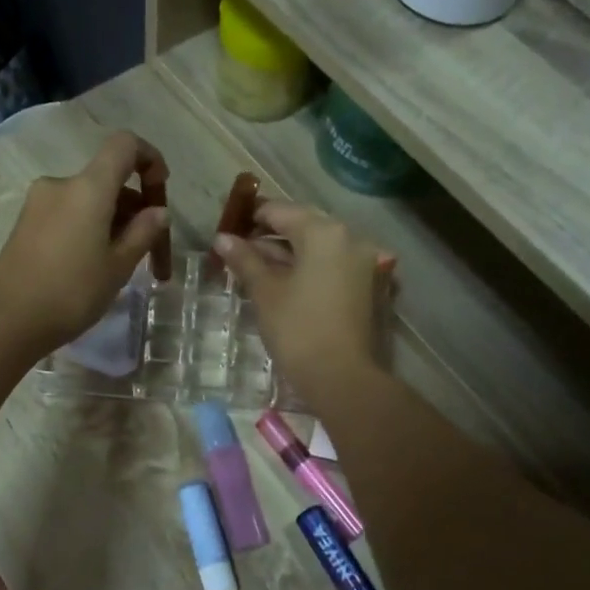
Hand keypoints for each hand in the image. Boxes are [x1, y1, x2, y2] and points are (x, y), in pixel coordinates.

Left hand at [0, 132, 169, 356]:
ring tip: (121, 265)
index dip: (149, 159)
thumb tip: (158, 212)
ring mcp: (38, 203)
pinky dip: (88, 228)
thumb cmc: (72, 293)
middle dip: (134, 208)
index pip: (124, 145)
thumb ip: (143, 233)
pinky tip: (92, 266)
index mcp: (88, 187)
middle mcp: (60, 184)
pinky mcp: (25, 224)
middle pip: (107, 179)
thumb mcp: (118, 267)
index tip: (161, 191)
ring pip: (87, 200)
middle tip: (150, 252)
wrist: (8, 321)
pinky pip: (67, 214)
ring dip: (112, 221)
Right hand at [213, 202, 389, 404]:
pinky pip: (331, 266)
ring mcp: (363, 263)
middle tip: (238, 250)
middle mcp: (350, 238)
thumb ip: (245, 260)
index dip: (251, 217)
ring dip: (287, 254)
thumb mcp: (265, 292)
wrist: (342, 377)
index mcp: (324, 232)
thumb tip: (222, 238)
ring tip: (254, 269)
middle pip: (302, 226)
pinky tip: (284, 283)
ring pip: (318, 248)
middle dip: (269, 236)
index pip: (281, 211)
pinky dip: (307, 269)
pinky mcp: (367, 286)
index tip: (227, 229)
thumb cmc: (297, 330)